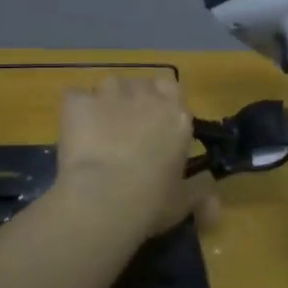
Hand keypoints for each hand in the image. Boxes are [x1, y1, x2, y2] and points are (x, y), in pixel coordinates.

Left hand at [57, 75, 217, 242]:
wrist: (103, 199)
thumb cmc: (151, 201)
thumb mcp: (184, 202)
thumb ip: (200, 193)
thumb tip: (214, 203)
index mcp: (176, 116)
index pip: (172, 88)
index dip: (161, 102)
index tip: (154, 123)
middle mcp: (146, 95)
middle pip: (140, 84)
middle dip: (133, 100)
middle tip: (126, 128)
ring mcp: (110, 94)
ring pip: (109, 85)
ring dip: (106, 101)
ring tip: (97, 129)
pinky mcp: (78, 101)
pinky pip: (75, 98)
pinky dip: (75, 110)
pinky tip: (73, 132)